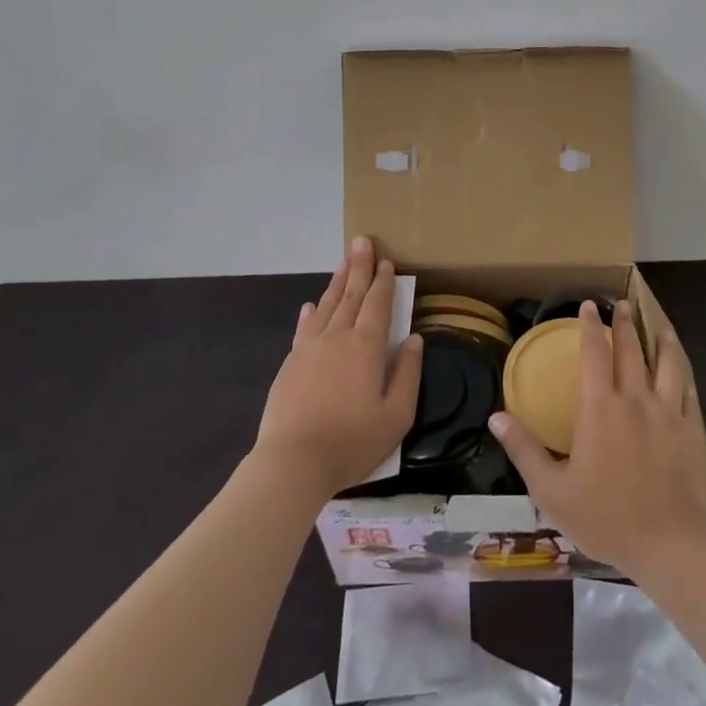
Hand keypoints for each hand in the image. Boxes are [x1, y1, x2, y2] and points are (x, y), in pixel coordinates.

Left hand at [253, 237, 422, 498]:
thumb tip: (415, 340)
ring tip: (343, 263)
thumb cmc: (352, 442)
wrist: (293, 463)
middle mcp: (338, 338)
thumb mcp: (396, 416)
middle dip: (359, 268)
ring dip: (337, 282)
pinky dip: (310, 313)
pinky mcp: (290, 364)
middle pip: (351, 295)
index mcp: (367, 347)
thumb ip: (408, 374)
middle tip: (362, 242)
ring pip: (326, 306)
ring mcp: (310, 349)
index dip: (384, 282)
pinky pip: (303, 329)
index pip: (378, 304)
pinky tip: (310, 305)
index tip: (388, 261)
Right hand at [487, 300, 705, 578]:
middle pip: (630, 350)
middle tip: (622, 304)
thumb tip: (496, 416)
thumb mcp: (553, 492)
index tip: (589, 305)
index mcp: (600, 408)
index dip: (590, 327)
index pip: (594, 353)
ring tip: (658, 326)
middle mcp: (635, 399)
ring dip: (660, 340)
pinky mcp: (693, 429)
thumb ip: (524, 450)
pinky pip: (689, 389)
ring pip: (666, 363)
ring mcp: (669, 412)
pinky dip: (684, 371)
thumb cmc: (607, 519)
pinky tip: (682, 367)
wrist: (673, 546)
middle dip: (624, 324)